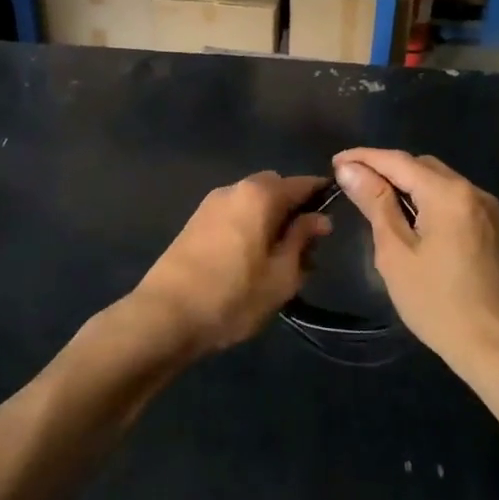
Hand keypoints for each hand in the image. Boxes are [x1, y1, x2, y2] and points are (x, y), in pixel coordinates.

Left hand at [131, 173, 331, 355]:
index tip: (334, 217)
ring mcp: (209, 205)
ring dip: (269, 220)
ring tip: (278, 261)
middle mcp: (233, 189)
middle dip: (293, 209)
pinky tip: (250, 262)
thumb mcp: (281, 275)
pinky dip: (248, 227)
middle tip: (305, 248)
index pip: (301, 183)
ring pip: (252, 203)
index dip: (320, 196)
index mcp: (259, 195)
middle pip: (274, 188)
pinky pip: (233, 215)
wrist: (164, 316)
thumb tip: (319, 218)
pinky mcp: (194, 223)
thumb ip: (302, 240)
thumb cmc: (233, 296)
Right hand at [333, 149, 498, 374]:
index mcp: (448, 193)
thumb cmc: (438, 303)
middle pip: (421, 165)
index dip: (364, 157)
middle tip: (351, 182)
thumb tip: (350, 168)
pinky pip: (452, 199)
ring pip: (438, 181)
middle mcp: (472, 190)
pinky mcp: (492, 228)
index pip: (398, 161)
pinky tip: (408, 218)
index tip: (334, 161)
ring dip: (406, 183)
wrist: (498, 348)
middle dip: (385, 168)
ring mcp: (486, 209)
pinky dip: (426, 199)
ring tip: (373, 199)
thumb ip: (374, 204)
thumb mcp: (396, 253)